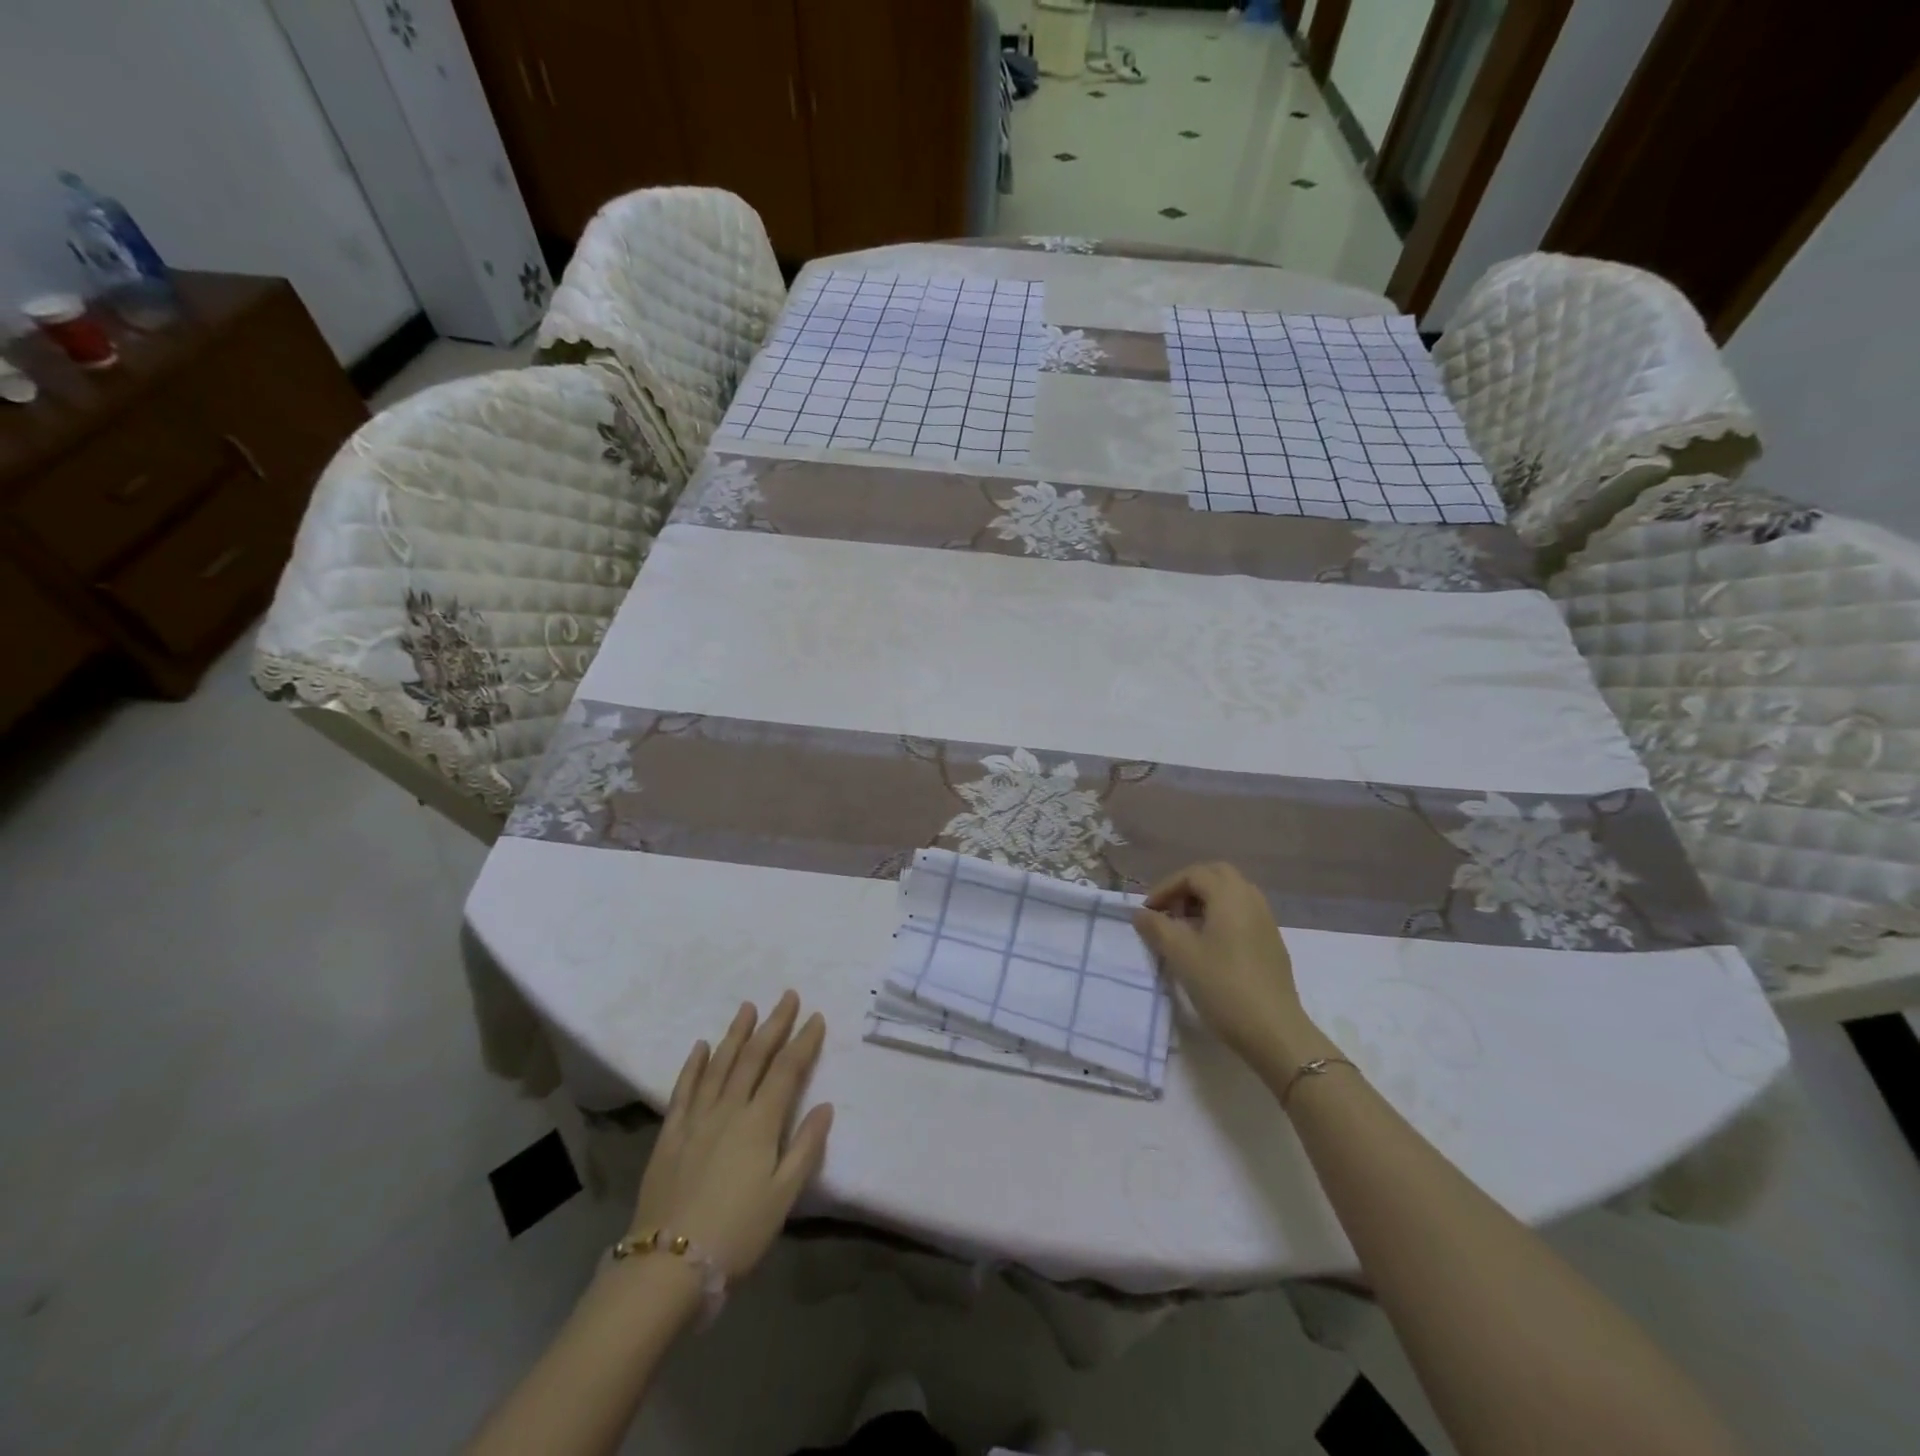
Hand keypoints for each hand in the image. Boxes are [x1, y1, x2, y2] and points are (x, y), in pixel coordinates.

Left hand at [630, 992, 832, 1278]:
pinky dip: (694, 1065)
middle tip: (787, 996)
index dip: (803, 1041)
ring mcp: (696, 1119)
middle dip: (773, 1024)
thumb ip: (805, 1147)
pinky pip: (684, 1090)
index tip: (815, 1017)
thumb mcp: (783, 1197)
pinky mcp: (670, 1134)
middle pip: (754, 1057)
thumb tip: (825, 1106)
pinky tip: (701, 1047)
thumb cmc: (736, 1234)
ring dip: (736, 1033)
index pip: (787, 1070)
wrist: (666, 1266)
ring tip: (748, 1007)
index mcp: (760, 1123)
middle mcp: (728, 1109)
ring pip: (719, 1065)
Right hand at [1133, 862, 1314, 1067]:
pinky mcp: (1272, 943)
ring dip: (1205, 902)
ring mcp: (1266, 921)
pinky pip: (1243, 914)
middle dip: (1188, 888)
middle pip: (1216, 876)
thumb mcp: (1181, 955)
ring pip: (1232, 895)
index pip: (1193, 874)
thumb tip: (1140, 913)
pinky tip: (1209, 947)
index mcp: (1230, 896)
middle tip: (1169, 912)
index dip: (1166, 888)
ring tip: (1185, 929)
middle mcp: (1251, 899)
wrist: (1274, 1031)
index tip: (1148, 912)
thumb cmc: (1223, 986)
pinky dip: (1221, 917)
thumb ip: (1157, 928)